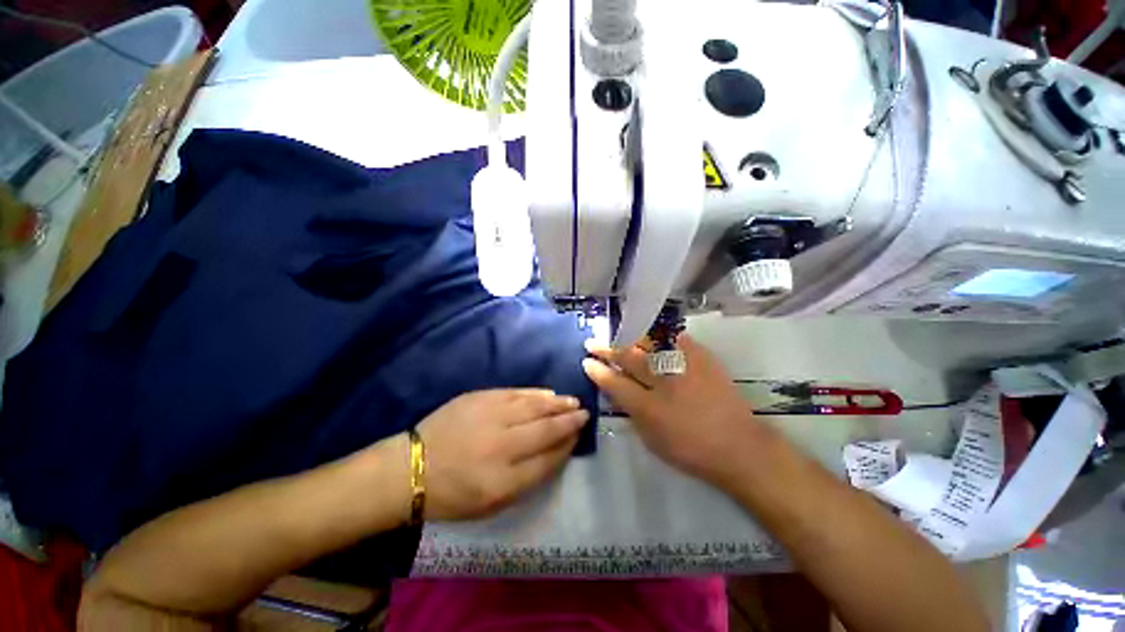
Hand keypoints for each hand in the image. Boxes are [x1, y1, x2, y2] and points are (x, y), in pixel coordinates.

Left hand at [416, 390, 588, 520]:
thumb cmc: (453, 493)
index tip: (578, 436)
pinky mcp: (480, 398)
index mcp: (503, 480)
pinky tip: (547, 393)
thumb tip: (556, 452)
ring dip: (557, 404)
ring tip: (572, 401)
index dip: (567, 446)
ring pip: (534, 407)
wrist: (412, 467)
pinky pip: (516, 393)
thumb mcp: (492, 503)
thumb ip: (528, 479)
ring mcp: (490, 417)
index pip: (548, 460)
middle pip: (545, 429)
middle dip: (569, 420)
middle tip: (584, 413)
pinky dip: (535, 394)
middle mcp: (501, 445)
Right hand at [582, 335, 769, 487]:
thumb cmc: (691, 449)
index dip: (597, 371)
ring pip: (647, 343)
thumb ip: (630, 412)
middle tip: (592, 342)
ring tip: (617, 335)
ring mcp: (683, 366)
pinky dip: (659, 334)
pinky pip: (674, 338)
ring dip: (628, 338)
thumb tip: (616, 391)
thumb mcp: (651, 439)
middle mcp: (663, 381)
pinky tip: (651, 333)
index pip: (614, 382)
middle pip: (628, 357)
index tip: (586, 361)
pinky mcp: (701, 357)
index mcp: (648, 406)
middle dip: (606, 349)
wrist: (740, 447)